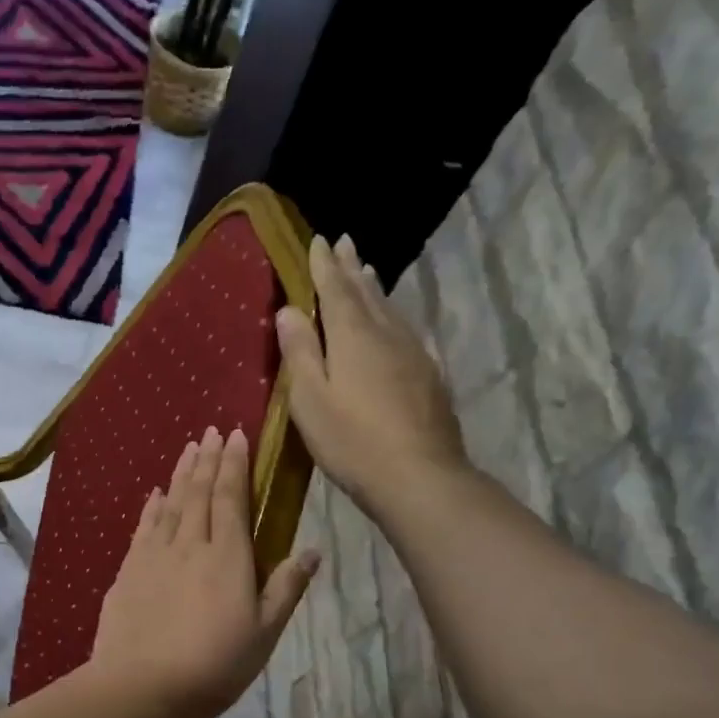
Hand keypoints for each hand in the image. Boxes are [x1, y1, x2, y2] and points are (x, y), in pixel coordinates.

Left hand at [89, 427, 318, 717]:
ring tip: (189, 448)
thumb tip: (311, 550)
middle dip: (209, 459)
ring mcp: (154, 555)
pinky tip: (155, 494)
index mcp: (227, 556)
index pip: (232, 498)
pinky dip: (152, 507)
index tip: (237, 435)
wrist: (141, 686)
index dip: (235, 465)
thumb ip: (285, 588)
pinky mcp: (128, 570)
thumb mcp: (264, 633)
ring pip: (171, 503)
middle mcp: (190, 544)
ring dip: (181, 474)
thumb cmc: (214, 666)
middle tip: (212, 431)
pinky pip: (144, 527)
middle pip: (200, 492)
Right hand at [275, 234, 468, 517]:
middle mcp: (387, 335)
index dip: (325, 266)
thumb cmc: (352, 440)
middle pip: (367, 293)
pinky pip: (405, 332)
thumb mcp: (310, 399)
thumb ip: (300, 352)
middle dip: (352, 268)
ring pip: (390, 310)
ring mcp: (414, 354)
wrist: (419, 476)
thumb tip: (289, 310)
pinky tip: (394, 325)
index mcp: (354, 337)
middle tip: (345, 243)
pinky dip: (392, 317)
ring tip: (367, 272)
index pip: (336, 290)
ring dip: (374, 289)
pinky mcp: (429, 377)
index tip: (318, 241)